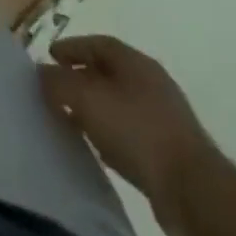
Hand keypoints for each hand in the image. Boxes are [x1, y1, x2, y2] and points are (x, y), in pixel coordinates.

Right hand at [38, 35, 217, 235]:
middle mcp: (151, 83)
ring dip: (94, 106)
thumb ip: (59, 82)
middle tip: (55, 86)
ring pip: (119, 102)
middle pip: (109, 71)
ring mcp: (164, 117)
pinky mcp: (170, 150)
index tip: (49, 56)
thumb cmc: (138, 132)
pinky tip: (97, 146)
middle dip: (81, 76)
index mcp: (136, 62)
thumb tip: (41, 72)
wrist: (194, 192)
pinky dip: (109, 131)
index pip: (98, 43)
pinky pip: (130, 130)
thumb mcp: (87, 100)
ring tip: (70, 117)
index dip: (72, 47)